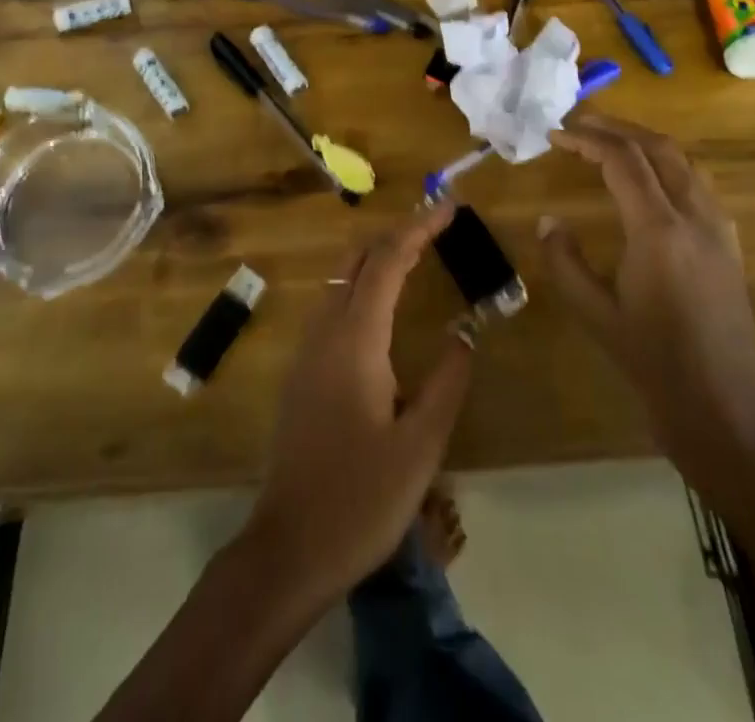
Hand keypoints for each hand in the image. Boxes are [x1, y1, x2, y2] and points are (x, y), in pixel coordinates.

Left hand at [237, 202, 475, 610]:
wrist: (289, 548)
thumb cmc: (361, 498)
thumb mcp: (421, 446)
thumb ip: (447, 381)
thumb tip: (465, 331)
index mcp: (356, 339)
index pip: (387, 261)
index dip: (418, 228)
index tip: (448, 206)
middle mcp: (325, 331)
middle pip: (358, 259)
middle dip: (396, 233)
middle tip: (436, 225)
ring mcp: (307, 350)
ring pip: (341, 279)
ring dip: (377, 257)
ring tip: (416, 254)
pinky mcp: (302, 371)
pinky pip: (333, 305)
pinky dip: (362, 284)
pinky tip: (382, 306)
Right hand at [545, 114, 754, 496]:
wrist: (728, 413)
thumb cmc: (655, 364)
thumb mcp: (596, 314)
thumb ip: (565, 262)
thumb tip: (548, 221)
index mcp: (659, 230)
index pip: (623, 160)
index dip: (586, 140)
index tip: (555, 135)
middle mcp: (695, 218)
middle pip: (659, 148)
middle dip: (618, 128)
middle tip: (580, 124)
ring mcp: (720, 231)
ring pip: (685, 163)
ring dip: (646, 142)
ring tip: (612, 142)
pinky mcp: (730, 247)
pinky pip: (700, 187)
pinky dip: (670, 167)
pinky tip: (652, 184)